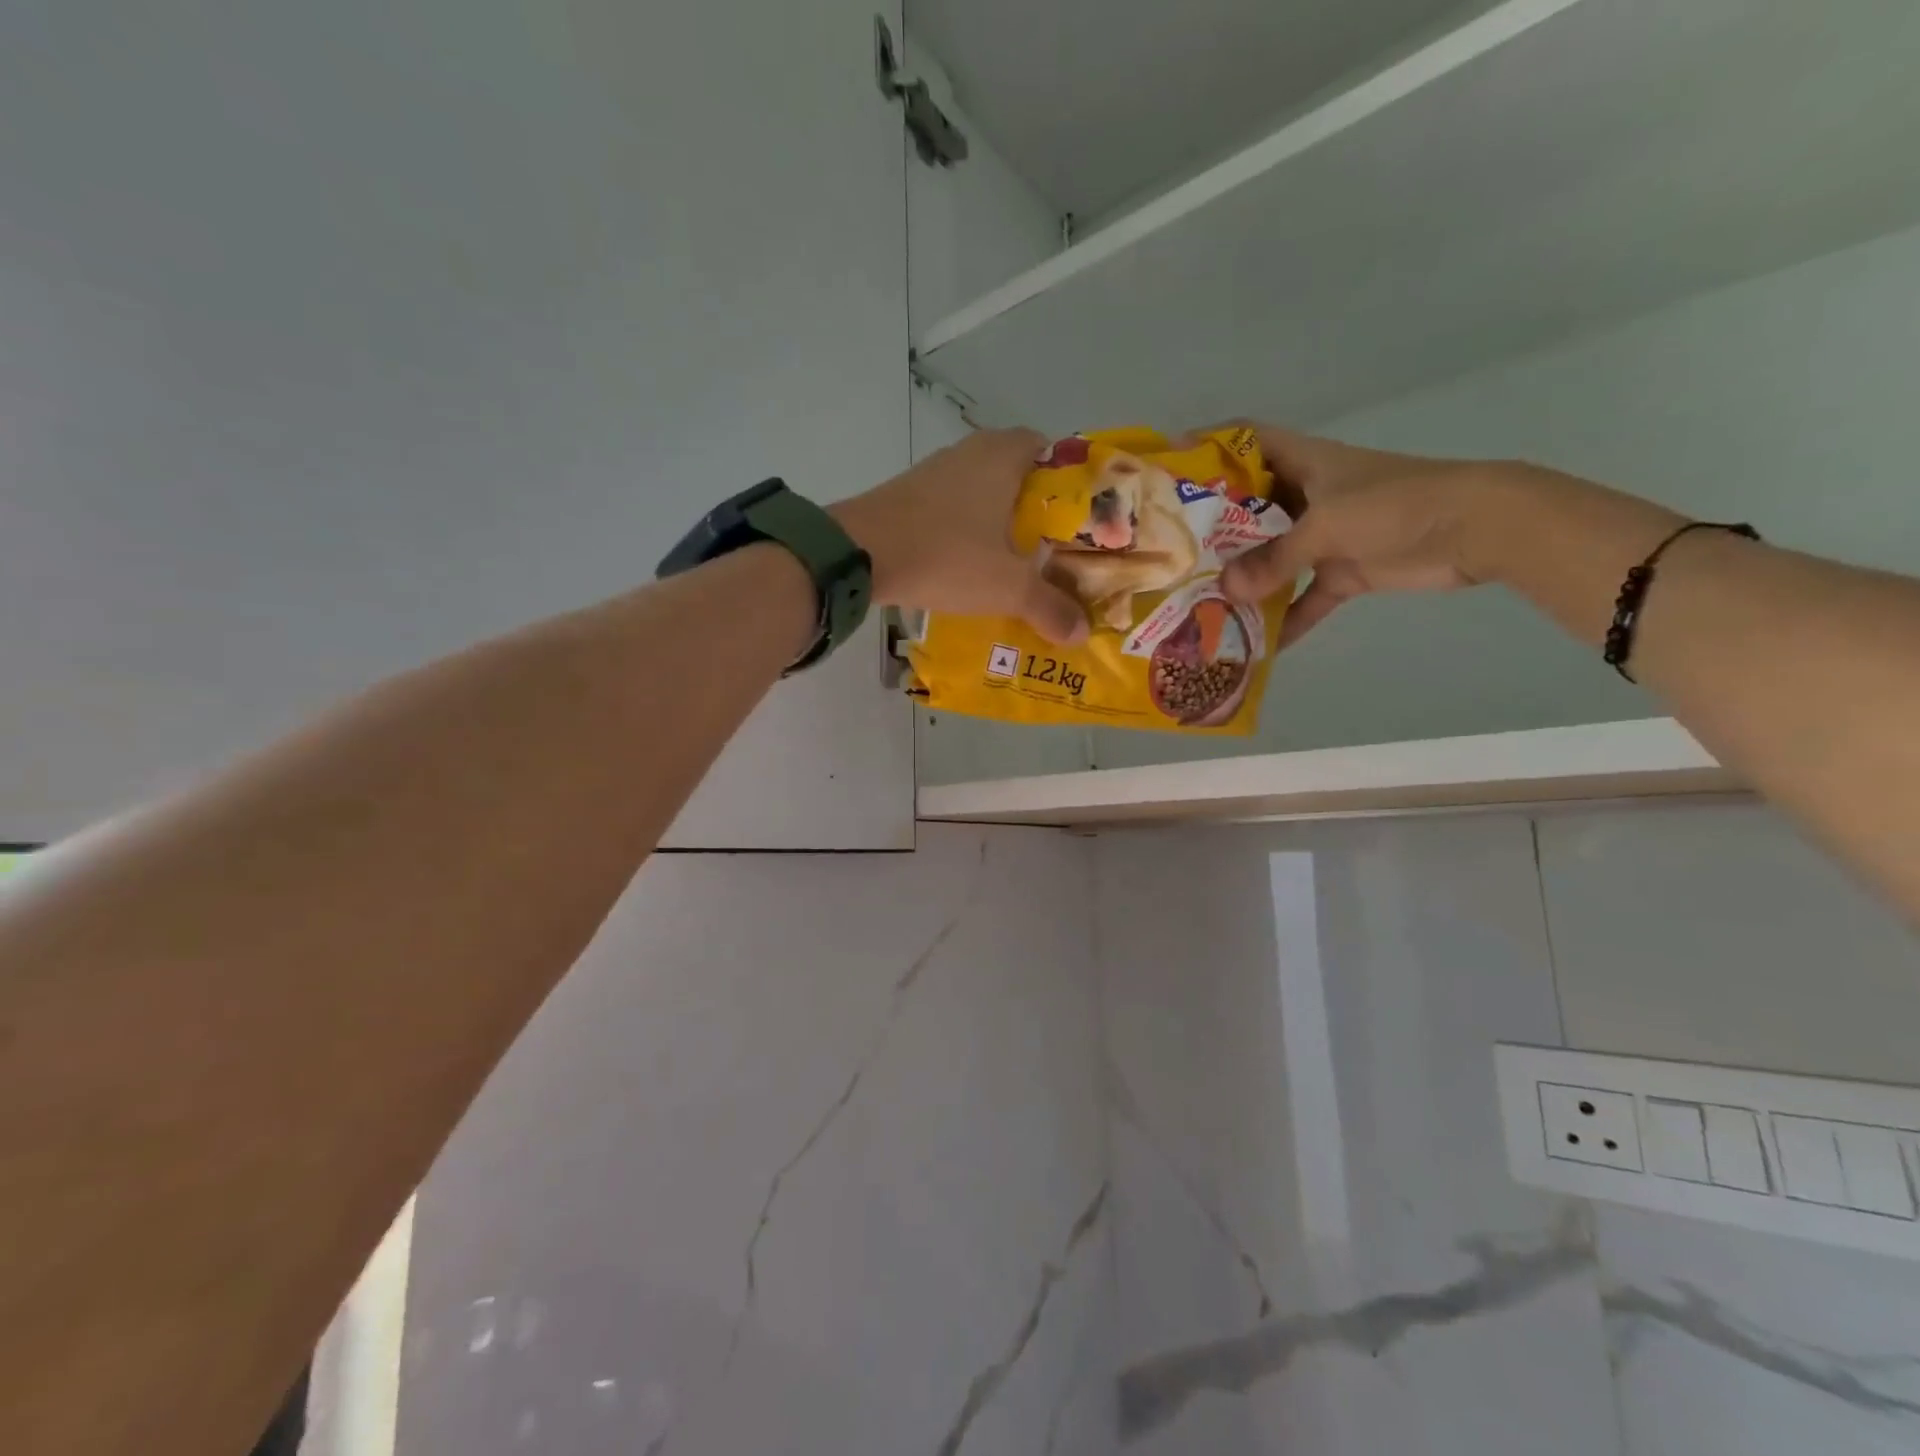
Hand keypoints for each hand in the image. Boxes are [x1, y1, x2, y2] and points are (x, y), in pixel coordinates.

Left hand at [833, 429, 1089, 644]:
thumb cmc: (945, 555)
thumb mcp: (1006, 587)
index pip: (1050, 451)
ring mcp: (934, 471)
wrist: (859, 553)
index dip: (1068, 483)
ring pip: (981, 489)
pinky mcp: (907, 494)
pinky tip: (968, 562)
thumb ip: (1048, 607)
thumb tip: (1081, 634)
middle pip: (1016, 472)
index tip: (1077, 519)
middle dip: (1034, 508)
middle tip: (1050, 547)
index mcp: (1003, 456)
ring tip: (1013, 560)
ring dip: (996, 519)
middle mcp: (970, 452)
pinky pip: (950, 506)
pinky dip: (965, 528)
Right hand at [1200, 422, 1490, 649]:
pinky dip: (1288, 618)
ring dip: (1246, 580)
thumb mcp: (1326, 525)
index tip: (1170, 468)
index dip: (1211, 445)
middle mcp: (1308, 495)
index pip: (1248, 440)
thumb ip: (1274, 560)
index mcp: (1303, 463)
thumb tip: (1226, 593)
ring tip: (1201, 601)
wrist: (1476, 530)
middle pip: (1250, 507)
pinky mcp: (1345, 570)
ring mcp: (1326, 535)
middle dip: (1214, 529)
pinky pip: (1306, 597)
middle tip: (1172, 552)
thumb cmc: (1395, 504)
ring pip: (1273, 556)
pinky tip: (1259, 645)